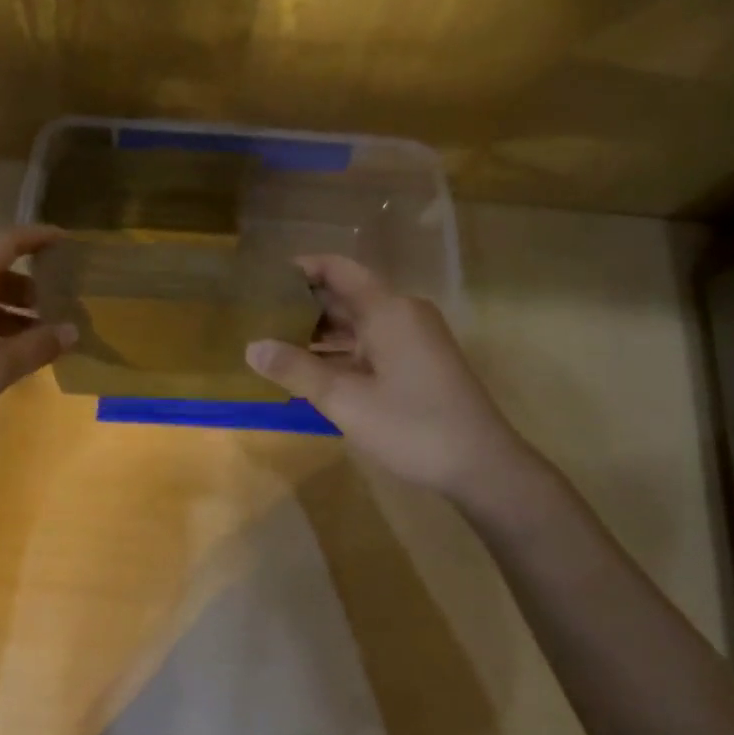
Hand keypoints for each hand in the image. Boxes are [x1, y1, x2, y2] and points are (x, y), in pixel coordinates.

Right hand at [245, 255, 529, 498]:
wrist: (482, 466)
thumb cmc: (412, 426)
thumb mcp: (345, 400)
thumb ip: (296, 370)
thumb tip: (251, 347)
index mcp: (388, 310)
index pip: (338, 269)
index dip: (301, 268)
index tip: (264, 279)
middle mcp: (402, 314)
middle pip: (346, 295)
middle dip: (303, 304)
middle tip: (258, 316)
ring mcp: (413, 339)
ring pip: (357, 323)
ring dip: (319, 333)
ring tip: (274, 344)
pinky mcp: (418, 363)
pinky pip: (371, 344)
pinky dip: (340, 352)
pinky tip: (311, 372)